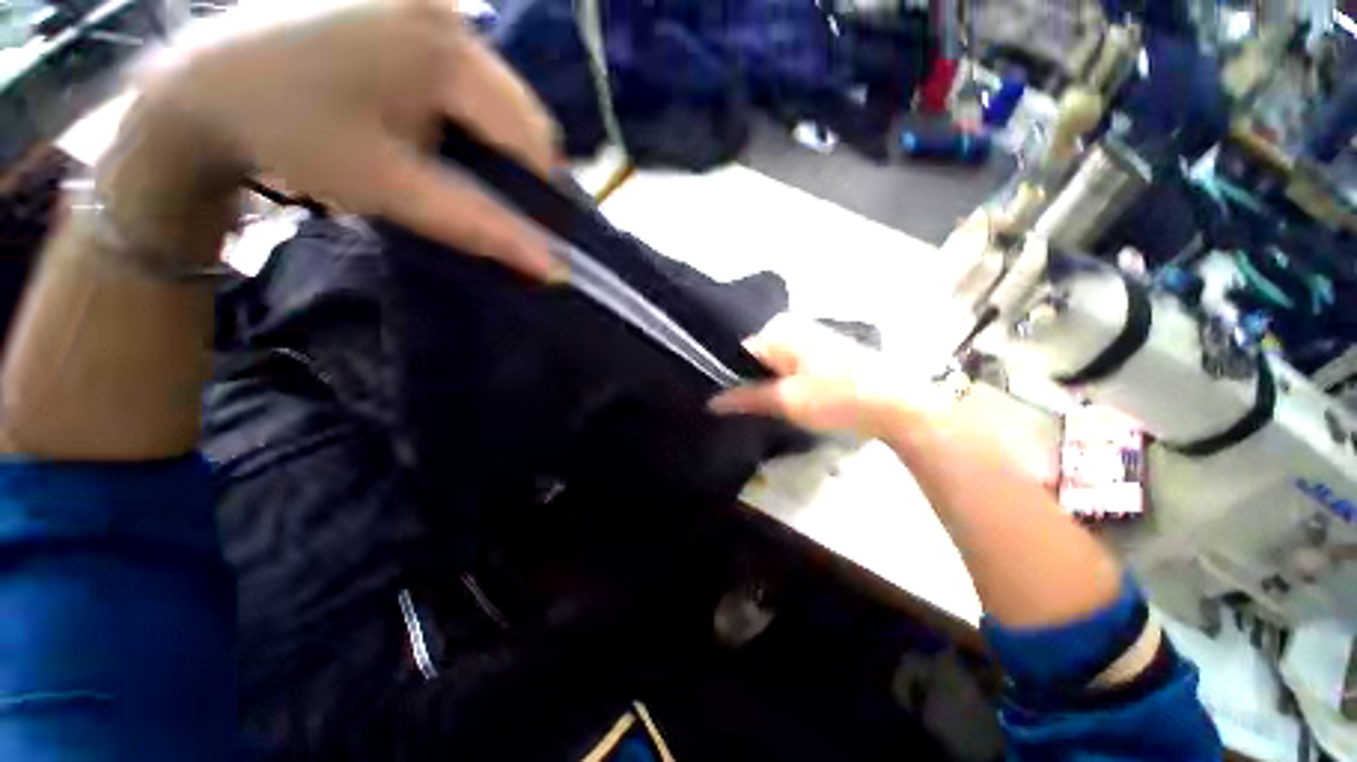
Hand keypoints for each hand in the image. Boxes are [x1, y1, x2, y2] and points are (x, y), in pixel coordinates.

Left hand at [106, 0, 562, 277]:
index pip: (531, 133)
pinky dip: (464, 100)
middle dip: (510, 154)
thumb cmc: (291, 135)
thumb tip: (553, 269)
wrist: (208, 80)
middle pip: (519, 103)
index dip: (537, 185)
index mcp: (439, 47)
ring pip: (498, 85)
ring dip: (486, 128)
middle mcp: (444, 5)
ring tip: (440, 148)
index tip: (519, 216)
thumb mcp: (390, 189)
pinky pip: (469, 61)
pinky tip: (424, 113)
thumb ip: (480, 227)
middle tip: (472, 183)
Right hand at [708, 315, 945, 439]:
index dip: (731, 378)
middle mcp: (792, 326)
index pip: (739, 352)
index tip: (726, 404)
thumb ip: (746, 398)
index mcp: (779, 330)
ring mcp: (810, 337)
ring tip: (767, 409)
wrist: (898, 403)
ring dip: (768, 384)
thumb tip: (711, 402)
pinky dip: (785, 382)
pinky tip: (789, 401)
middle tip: (746, 410)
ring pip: (773, 363)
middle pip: (756, 357)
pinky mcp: (825, 351)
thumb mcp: (787, 401)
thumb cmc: (837, 397)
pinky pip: (791, 365)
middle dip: (750, 382)